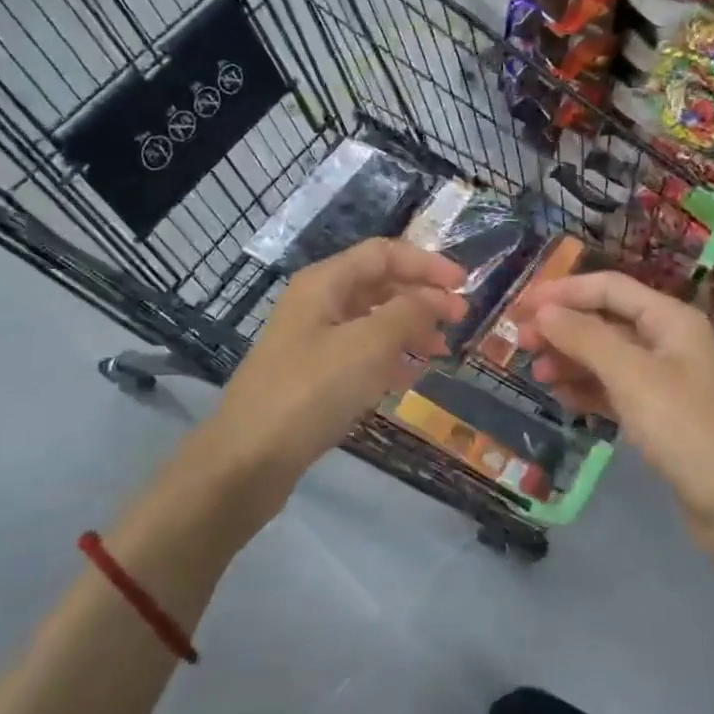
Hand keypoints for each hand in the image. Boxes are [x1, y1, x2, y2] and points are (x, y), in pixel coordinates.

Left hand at [195, 240, 465, 514]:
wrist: (249, 459)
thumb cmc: (312, 391)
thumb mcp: (368, 345)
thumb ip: (409, 313)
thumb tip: (436, 298)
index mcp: (325, 283)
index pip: (384, 254)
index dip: (427, 263)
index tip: (464, 285)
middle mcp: (318, 304)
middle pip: (379, 285)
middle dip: (422, 297)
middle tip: (460, 320)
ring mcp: (313, 341)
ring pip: (372, 321)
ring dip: (410, 329)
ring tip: (442, 351)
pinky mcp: (314, 376)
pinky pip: (361, 354)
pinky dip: (390, 358)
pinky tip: (411, 375)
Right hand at [514, 272, 713, 561]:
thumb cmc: (686, 430)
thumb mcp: (631, 376)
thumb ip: (585, 338)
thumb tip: (544, 311)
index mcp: (670, 319)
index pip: (608, 288)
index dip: (562, 292)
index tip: (519, 306)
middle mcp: (669, 341)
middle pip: (606, 321)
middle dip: (562, 327)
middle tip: (519, 343)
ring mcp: (666, 381)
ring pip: (608, 357)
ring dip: (571, 360)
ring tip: (535, 375)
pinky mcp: (662, 416)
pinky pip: (616, 390)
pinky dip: (588, 390)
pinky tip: (563, 399)